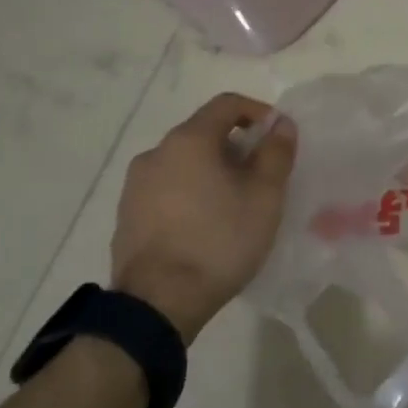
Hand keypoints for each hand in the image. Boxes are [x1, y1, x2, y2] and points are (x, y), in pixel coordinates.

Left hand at [111, 93, 297, 343]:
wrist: (158, 303)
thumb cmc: (219, 241)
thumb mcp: (264, 197)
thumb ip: (276, 153)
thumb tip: (281, 124)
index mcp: (188, 140)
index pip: (226, 104)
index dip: (257, 112)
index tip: (277, 136)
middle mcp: (156, 153)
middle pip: (203, 133)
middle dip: (236, 147)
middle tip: (260, 177)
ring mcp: (135, 185)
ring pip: (183, 163)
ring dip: (211, 172)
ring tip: (233, 205)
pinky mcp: (127, 216)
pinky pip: (166, 190)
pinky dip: (189, 194)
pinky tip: (204, 227)